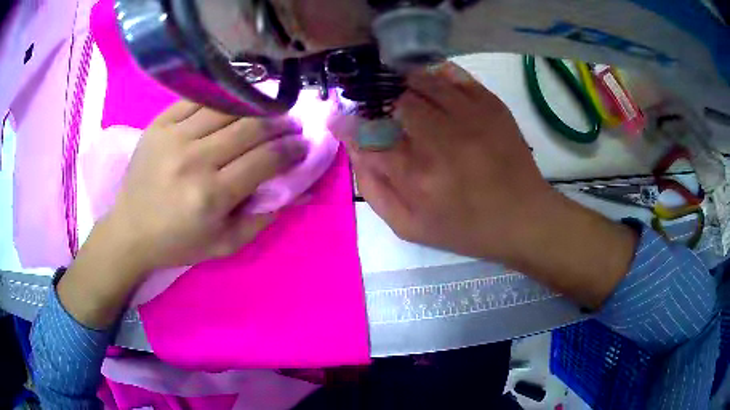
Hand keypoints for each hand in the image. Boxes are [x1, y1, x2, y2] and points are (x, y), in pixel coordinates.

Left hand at [58, 101, 307, 327]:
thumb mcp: (226, 244)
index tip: (303, 145)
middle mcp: (194, 160)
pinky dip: (223, 98)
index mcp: (211, 196)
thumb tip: (302, 191)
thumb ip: (264, 217)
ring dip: (256, 106)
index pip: (265, 160)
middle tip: (292, 124)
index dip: (291, 149)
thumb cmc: (179, 243)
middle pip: (250, 127)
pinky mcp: (159, 123)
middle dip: (280, 123)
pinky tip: (235, 102)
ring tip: (268, 110)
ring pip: (228, 107)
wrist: (130, 231)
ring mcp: (174, 136)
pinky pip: (199, 99)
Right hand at [332, 62, 636, 308]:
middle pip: (396, 101)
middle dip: (382, 104)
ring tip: (408, 98)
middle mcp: (442, 140)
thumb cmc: (466, 228)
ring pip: (423, 81)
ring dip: (407, 86)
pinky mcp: (492, 105)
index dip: (348, 125)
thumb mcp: (410, 227)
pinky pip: (455, 76)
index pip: (367, 137)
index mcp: (418, 177)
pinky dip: (437, 76)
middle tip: (384, 112)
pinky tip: (434, 88)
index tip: (340, 120)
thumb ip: (375, 190)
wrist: (524, 218)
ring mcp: (471, 117)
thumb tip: (356, 150)